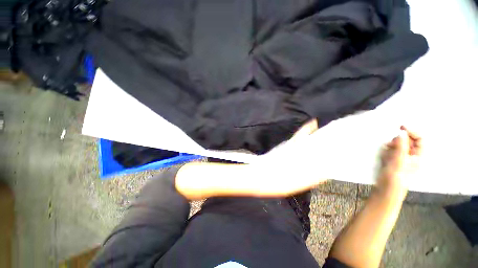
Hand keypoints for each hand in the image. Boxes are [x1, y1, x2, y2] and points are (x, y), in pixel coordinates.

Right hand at [377, 126, 421, 199]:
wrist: (386, 191)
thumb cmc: (395, 178)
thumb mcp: (399, 161)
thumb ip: (400, 146)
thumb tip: (401, 132)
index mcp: (417, 156)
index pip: (419, 139)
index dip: (412, 132)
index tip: (400, 127)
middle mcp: (411, 156)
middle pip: (408, 142)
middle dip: (399, 140)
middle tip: (390, 143)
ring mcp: (401, 159)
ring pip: (398, 146)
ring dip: (392, 146)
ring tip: (386, 151)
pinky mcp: (392, 162)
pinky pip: (391, 151)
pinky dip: (387, 150)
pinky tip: (383, 155)